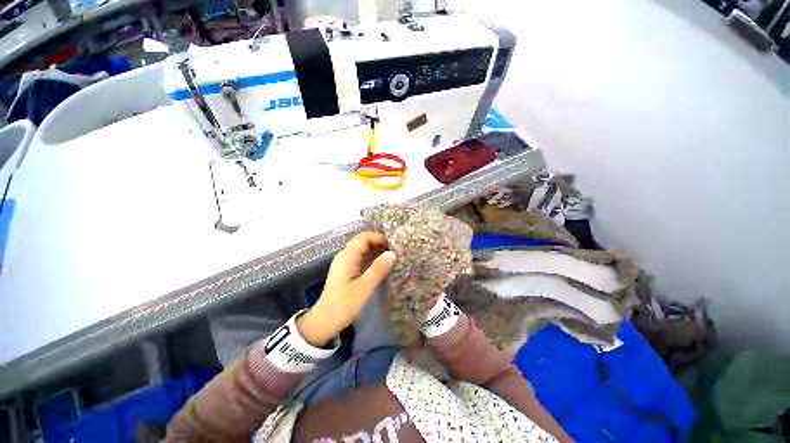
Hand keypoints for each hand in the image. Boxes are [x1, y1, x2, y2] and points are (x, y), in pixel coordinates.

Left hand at [297, 232, 395, 346]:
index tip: (393, 245)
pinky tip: (381, 266)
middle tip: (394, 252)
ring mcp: (344, 263)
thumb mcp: (365, 287)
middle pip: (363, 241)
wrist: (324, 321)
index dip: (379, 238)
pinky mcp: (346, 270)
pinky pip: (360, 258)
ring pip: (362, 250)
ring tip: (391, 258)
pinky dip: (371, 259)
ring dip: (376, 251)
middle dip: (379, 243)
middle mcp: (344, 255)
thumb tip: (393, 253)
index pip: (364, 237)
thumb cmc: (344, 304)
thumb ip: (378, 269)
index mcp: (347, 256)